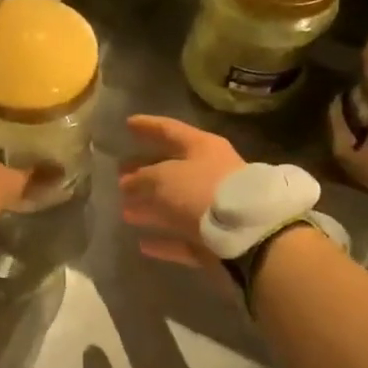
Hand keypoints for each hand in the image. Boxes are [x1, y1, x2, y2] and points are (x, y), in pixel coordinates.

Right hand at [118, 115, 244, 262]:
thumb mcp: (163, 177)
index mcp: (201, 147)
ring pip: (176, 204)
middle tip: (119, 172)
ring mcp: (215, 207)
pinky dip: (164, 239)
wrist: (247, 234)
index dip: (148, 126)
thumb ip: (141, 178)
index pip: (169, 130)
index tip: (127, 124)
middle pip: (171, 168)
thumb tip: (127, 183)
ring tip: (124, 209)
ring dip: (151, 207)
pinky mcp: (215, 240)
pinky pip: (183, 236)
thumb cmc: (202, 190)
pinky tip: (142, 243)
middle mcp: (210, 173)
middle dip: (145, 171)